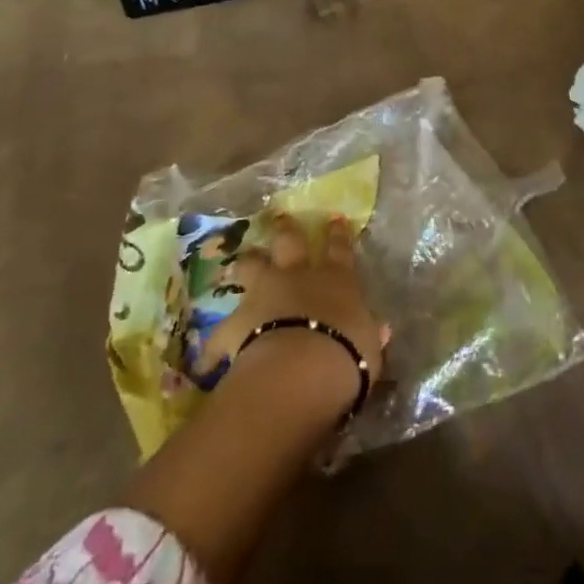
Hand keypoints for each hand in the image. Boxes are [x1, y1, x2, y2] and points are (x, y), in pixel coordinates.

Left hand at [194, 214, 386, 417]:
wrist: (304, 368)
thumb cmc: (349, 353)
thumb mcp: (369, 345)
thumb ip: (368, 332)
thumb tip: (378, 330)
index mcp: (337, 280)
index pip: (340, 250)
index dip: (338, 235)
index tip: (334, 219)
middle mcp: (299, 277)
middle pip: (290, 243)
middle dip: (285, 230)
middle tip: (278, 216)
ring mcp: (265, 295)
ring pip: (252, 268)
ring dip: (247, 264)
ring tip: (240, 261)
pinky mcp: (238, 323)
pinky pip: (221, 335)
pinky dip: (215, 347)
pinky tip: (206, 361)